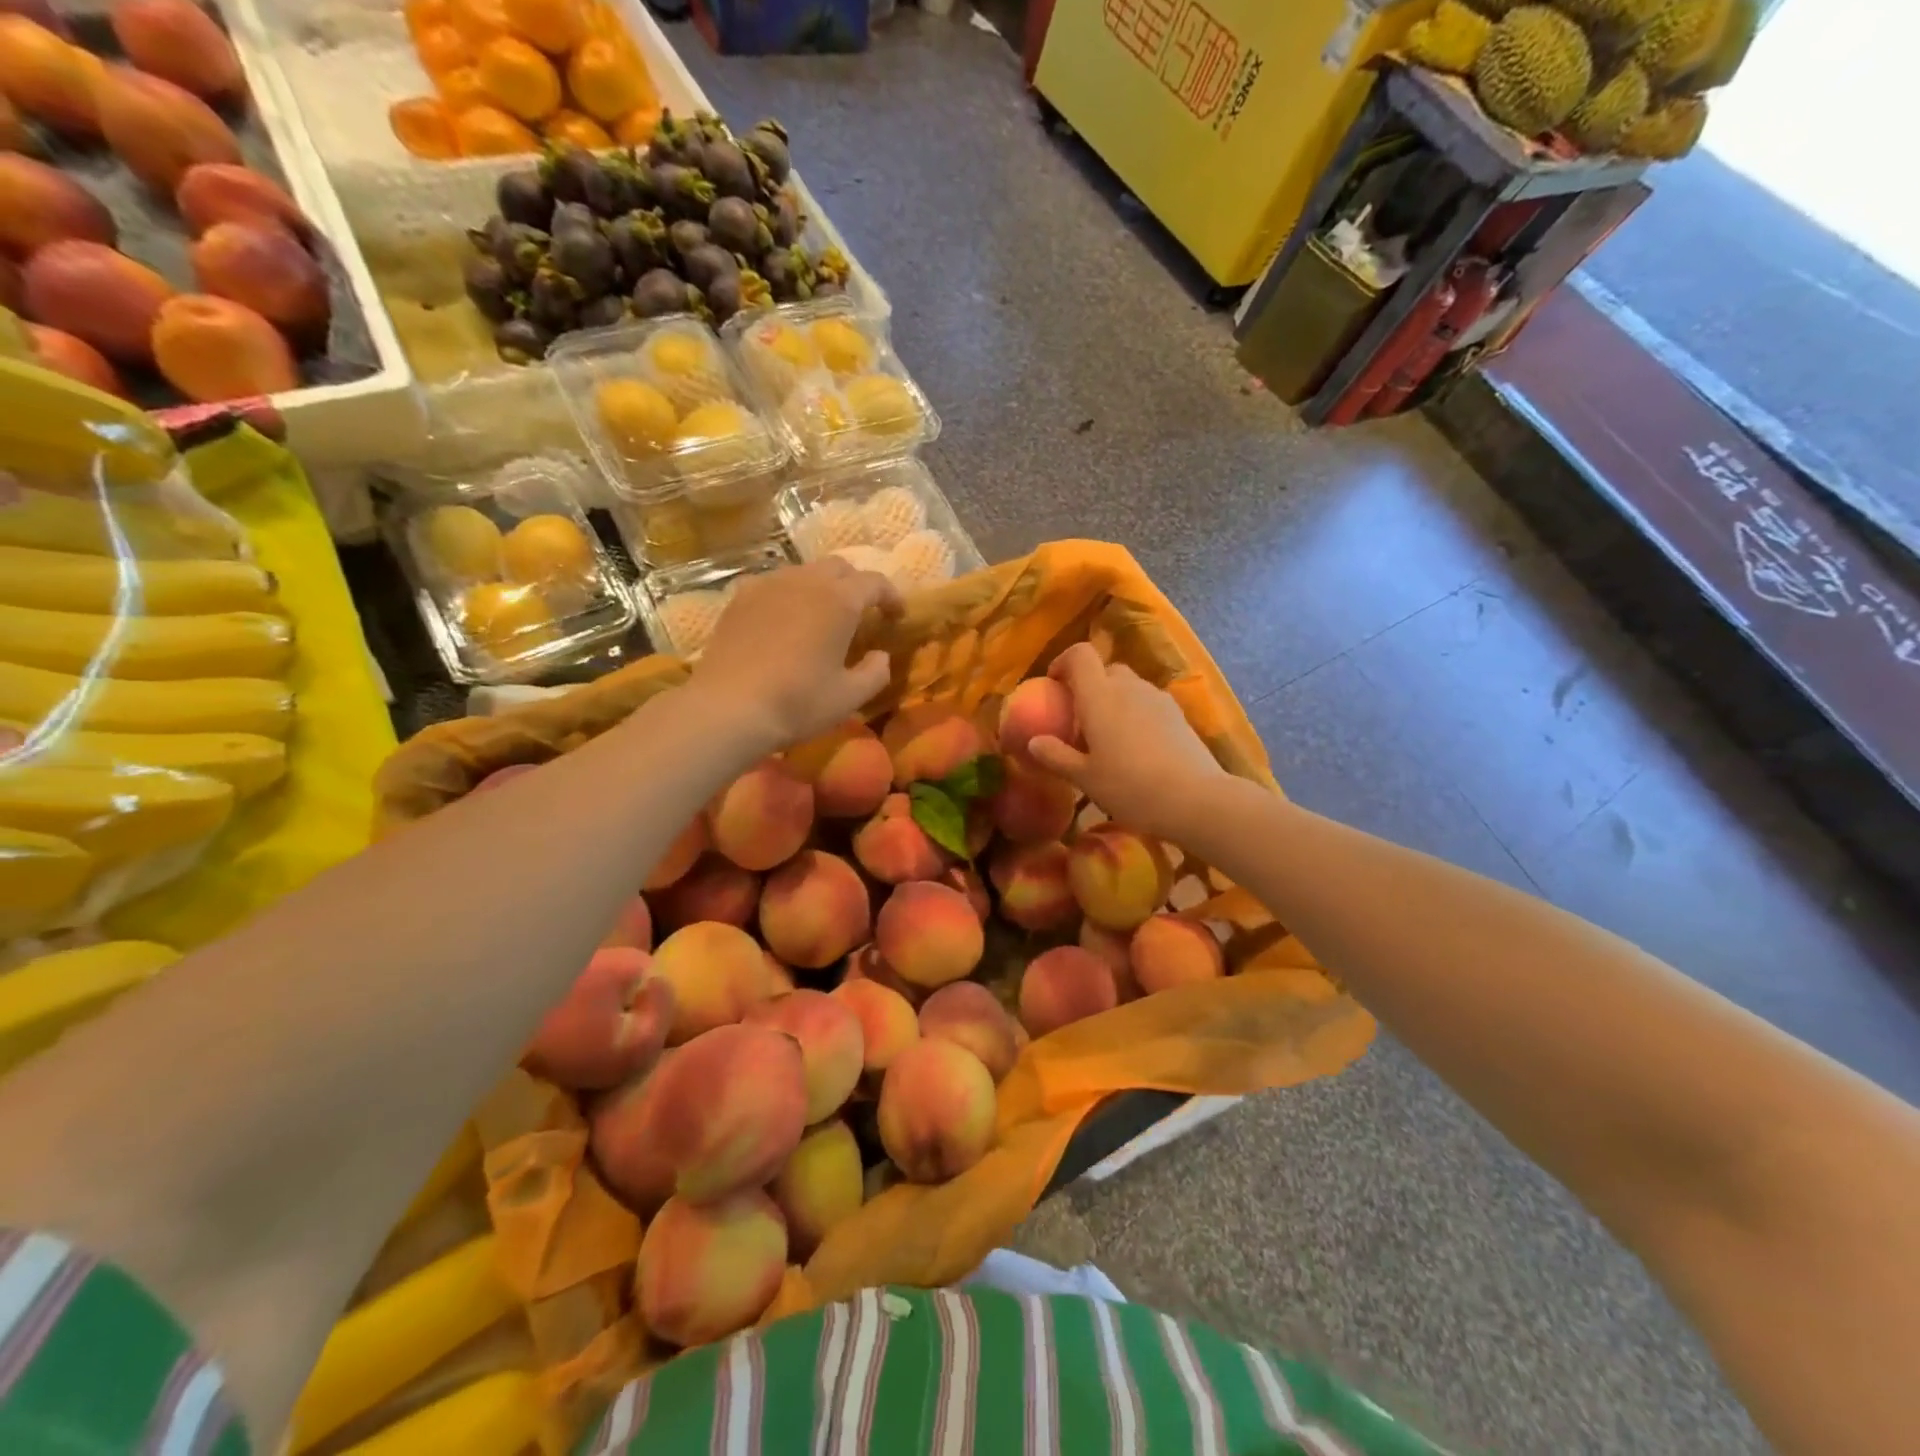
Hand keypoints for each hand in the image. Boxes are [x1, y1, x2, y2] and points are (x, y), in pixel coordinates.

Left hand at [689, 559, 901, 752]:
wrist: (729, 708)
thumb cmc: (798, 702)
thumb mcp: (850, 697)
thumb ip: (876, 672)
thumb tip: (881, 655)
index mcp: (840, 600)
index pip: (875, 582)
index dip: (891, 596)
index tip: (896, 616)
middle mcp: (806, 581)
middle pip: (839, 567)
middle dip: (856, 585)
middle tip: (861, 612)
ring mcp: (768, 584)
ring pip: (804, 571)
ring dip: (821, 586)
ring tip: (822, 614)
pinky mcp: (740, 597)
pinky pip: (773, 583)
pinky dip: (789, 593)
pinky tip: (784, 618)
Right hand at [1028, 642, 1230, 842]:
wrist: (1195, 799)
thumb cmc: (1130, 787)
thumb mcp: (1085, 778)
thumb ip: (1056, 756)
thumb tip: (1033, 742)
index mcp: (1100, 696)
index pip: (1080, 654)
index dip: (1063, 662)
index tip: (1054, 685)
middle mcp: (1129, 687)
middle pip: (1105, 670)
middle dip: (1089, 687)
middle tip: (1079, 720)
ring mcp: (1157, 698)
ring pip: (1129, 687)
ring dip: (1114, 701)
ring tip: (1108, 738)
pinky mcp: (1178, 714)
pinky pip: (1148, 703)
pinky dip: (1135, 714)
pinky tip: (1136, 748)